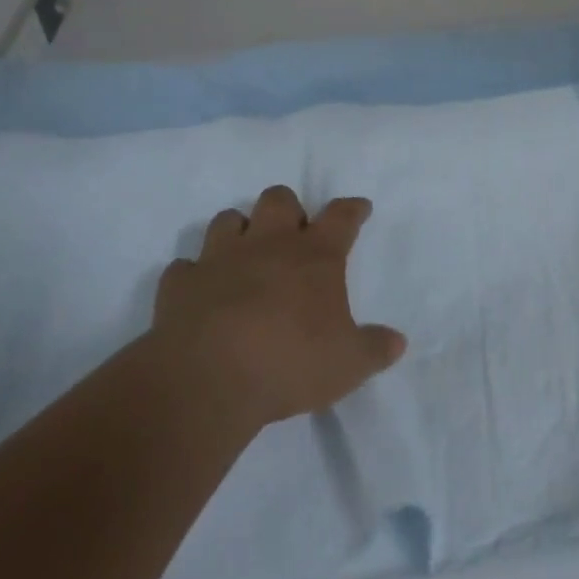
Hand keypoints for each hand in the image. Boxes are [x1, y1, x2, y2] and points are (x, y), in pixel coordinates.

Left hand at [153, 185, 407, 429]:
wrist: (207, 379)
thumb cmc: (289, 363)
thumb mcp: (347, 364)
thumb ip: (374, 349)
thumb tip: (398, 341)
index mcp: (315, 255)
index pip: (341, 216)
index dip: (353, 209)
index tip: (359, 208)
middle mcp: (269, 244)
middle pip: (279, 199)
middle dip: (288, 209)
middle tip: (293, 234)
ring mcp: (220, 258)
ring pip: (227, 220)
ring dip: (238, 231)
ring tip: (244, 254)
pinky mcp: (180, 284)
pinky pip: (184, 267)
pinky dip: (194, 275)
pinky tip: (199, 292)